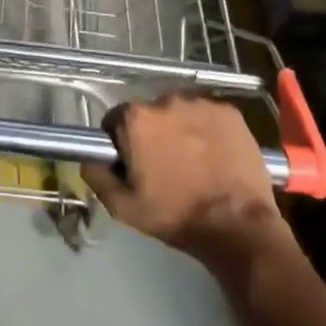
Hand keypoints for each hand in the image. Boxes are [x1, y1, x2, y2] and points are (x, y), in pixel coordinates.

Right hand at [82, 94, 290, 273]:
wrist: (237, 225)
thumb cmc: (175, 215)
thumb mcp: (124, 207)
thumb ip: (98, 176)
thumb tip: (88, 158)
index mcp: (137, 118)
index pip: (117, 120)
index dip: (122, 142)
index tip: (134, 164)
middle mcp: (166, 99)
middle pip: (151, 114)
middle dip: (154, 134)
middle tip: (165, 166)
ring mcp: (201, 103)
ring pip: (181, 113)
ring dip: (182, 130)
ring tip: (194, 162)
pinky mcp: (230, 112)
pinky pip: (209, 116)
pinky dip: (209, 131)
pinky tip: (216, 156)